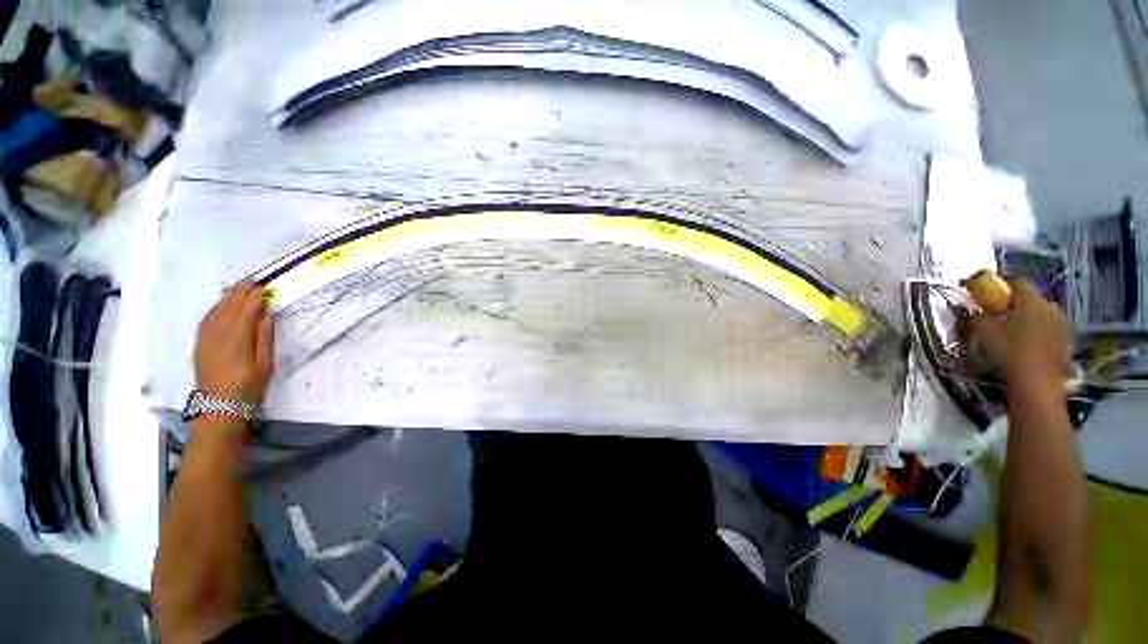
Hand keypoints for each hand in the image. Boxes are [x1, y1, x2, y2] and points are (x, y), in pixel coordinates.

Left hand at [194, 280, 274, 404]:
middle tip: (252, 280)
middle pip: (228, 308)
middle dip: (239, 293)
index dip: (253, 298)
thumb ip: (264, 338)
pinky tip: (221, 304)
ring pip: (215, 312)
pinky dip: (215, 308)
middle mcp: (217, 336)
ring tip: (238, 287)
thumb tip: (265, 315)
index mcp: (236, 341)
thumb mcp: (265, 364)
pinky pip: (206, 320)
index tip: (263, 286)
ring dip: (227, 297)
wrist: (218, 407)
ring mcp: (205, 339)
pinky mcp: (199, 344)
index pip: (245, 312)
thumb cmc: (249, 387)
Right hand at [973, 278, 1067, 394]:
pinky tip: (1027, 343)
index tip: (990, 295)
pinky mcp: (1064, 336)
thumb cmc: (1009, 350)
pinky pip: (1047, 326)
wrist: (1037, 380)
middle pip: (1030, 297)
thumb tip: (977, 307)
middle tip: (1000, 316)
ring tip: (1014, 332)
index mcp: (1030, 299)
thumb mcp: (984, 330)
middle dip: (1016, 304)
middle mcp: (1048, 304)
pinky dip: (1037, 330)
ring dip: (1028, 317)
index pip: (1017, 281)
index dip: (1003, 285)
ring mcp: (1060, 321)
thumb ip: (980, 314)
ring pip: (1040, 312)